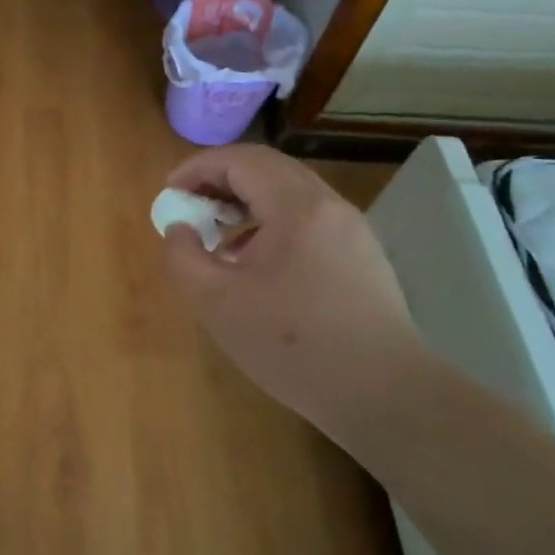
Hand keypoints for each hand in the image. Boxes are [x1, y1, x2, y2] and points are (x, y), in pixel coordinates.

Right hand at [161, 146, 424, 423]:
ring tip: (218, 236)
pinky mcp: (363, 257)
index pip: (241, 160)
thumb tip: (180, 229)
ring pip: (290, 194)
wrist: (384, 394)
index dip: (198, 168)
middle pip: (268, 169)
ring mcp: (352, 231)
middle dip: (221, 180)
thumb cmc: (292, 345)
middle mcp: (330, 207)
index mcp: (296, 208)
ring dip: (246, 203)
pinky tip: (256, 265)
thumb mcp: (216, 303)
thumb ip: (183, 256)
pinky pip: (308, 220)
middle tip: (190, 207)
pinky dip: (272, 224)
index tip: (170, 192)